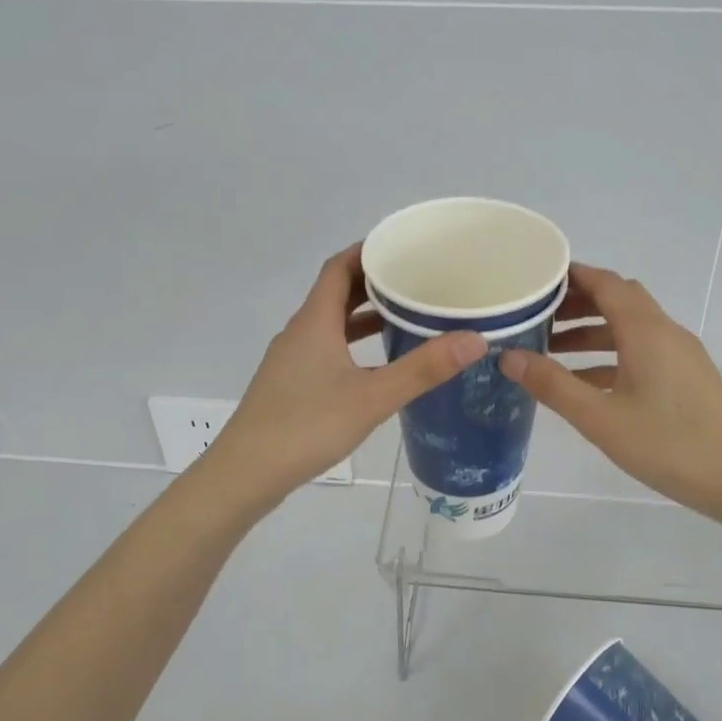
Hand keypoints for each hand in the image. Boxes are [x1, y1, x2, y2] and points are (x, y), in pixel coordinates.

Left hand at [204, 246, 486, 504]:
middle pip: (336, 293)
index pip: (339, 267)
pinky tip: (378, 367)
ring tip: (405, 318)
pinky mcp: (291, 385)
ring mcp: (292, 360)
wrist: (247, 473)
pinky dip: (353, 346)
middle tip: (415, 282)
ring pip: (331, 324)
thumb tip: (474, 339)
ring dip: (363, 316)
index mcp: (315, 322)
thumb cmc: (307, 425)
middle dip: (373, 283)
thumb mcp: (372, 397)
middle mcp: (300, 333)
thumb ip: (423, 369)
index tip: (403, 247)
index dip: (367, 251)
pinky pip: (327, 349)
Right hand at [498, 264, 721, 525]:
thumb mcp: (600, 417)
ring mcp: (679, 354)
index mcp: (645, 330)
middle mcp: (664, 331)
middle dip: (577, 302)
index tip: (535, 279)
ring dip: (592, 331)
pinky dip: (610, 355)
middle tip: (536, 314)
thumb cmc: (667, 444)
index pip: (605, 283)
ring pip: (629, 327)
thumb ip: (552, 385)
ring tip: (551, 349)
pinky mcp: (686, 377)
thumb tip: (507, 356)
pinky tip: (585, 382)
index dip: (571, 275)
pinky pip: (641, 351)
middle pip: (618, 299)